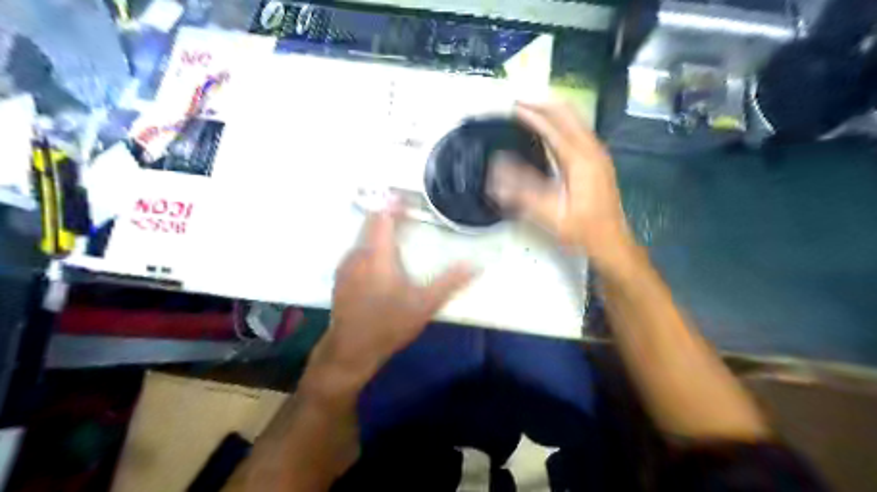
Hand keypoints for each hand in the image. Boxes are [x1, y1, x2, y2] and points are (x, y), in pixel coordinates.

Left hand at [307, 207, 472, 394]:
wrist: (351, 350)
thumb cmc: (390, 324)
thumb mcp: (425, 304)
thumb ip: (451, 282)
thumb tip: (476, 265)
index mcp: (377, 254)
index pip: (383, 216)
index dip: (394, 203)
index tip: (409, 198)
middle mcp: (358, 254)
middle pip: (372, 222)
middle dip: (389, 214)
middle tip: (409, 213)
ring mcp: (346, 266)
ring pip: (363, 236)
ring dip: (380, 230)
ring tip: (399, 234)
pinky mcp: (341, 278)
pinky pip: (357, 251)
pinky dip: (371, 245)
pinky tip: (383, 260)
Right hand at [491, 101, 633, 265]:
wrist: (611, 241)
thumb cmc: (581, 230)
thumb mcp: (549, 214)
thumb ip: (522, 191)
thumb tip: (497, 169)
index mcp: (580, 160)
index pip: (552, 127)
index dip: (531, 115)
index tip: (512, 107)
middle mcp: (592, 150)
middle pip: (568, 114)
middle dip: (543, 104)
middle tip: (519, 102)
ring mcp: (598, 154)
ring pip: (576, 119)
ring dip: (554, 110)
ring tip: (532, 110)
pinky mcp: (599, 160)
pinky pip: (580, 129)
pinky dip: (563, 122)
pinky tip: (552, 129)